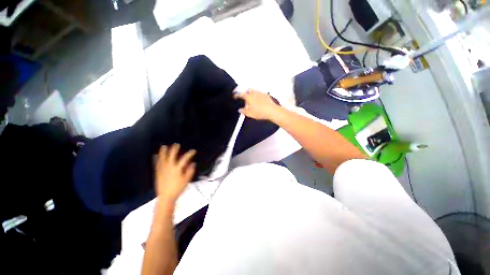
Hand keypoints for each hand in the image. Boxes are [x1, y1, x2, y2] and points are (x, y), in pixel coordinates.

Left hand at [154, 144, 195, 203]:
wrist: (166, 197)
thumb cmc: (178, 188)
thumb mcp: (186, 180)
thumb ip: (190, 171)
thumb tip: (193, 163)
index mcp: (177, 169)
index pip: (184, 159)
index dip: (189, 154)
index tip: (193, 151)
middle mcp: (169, 167)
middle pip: (172, 156)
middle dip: (174, 150)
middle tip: (176, 145)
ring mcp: (162, 170)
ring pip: (162, 159)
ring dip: (163, 152)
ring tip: (163, 146)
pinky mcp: (157, 173)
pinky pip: (156, 164)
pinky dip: (156, 159)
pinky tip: (155, 155)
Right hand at [234, 89, 279, 120]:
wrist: (271, 111)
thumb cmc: (260, 112)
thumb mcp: (250, 114)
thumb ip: (244, 111)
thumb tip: (240, 110)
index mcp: (249, 97)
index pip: (240, 94)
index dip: (236, 95)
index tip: (235, 96)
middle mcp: (254, 93)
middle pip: (248, 90)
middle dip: (245, 93)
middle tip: (244, 97)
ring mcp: (260, 93)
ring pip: (254, 91)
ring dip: (252, 93)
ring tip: (252, 99)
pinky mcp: (266, 95)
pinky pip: (260, 93)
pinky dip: (258, 95)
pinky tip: (259, 100)